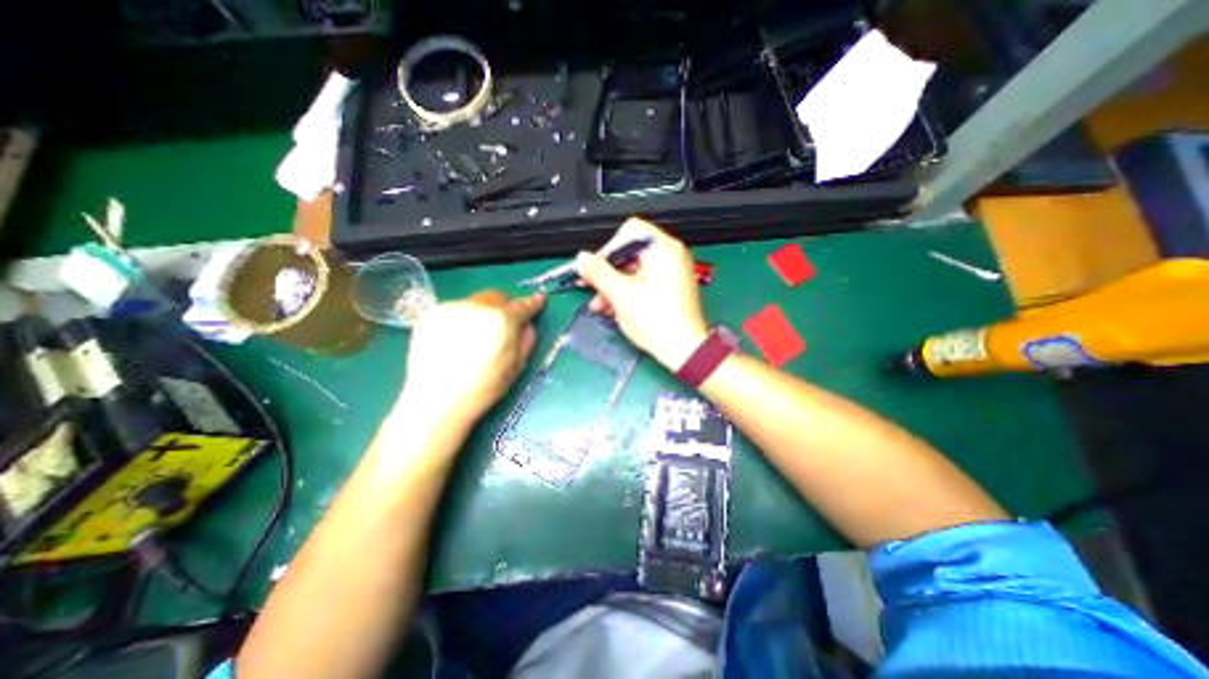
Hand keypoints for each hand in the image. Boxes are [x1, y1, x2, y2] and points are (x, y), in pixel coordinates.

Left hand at [397, 289, 541, 425]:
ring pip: (474, 302)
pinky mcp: (430, 315)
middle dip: (504, 306)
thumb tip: (527, 326)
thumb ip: (526, 340)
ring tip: (476, 337)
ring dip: (482, 313)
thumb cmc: (483, 388)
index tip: (538, 300)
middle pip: (496, 297)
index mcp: (502, 320)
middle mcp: (476, 306)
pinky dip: (461, 320)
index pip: (522, 306)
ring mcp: (450, 308)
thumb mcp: (516, 367)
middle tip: (504, 325)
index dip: (532, 303)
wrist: (436, 401)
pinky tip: (457, 340)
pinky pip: (454, 311)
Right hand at [574, 219, 709, 369]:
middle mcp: (671, 255)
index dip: (608, 249)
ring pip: (635, 270)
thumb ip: (598, 273)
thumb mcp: (621, 295)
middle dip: (607, 273)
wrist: (685, 351)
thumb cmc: (656, 321)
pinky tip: (614, 309)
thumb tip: (581, 258)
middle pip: (630, 253)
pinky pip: (644, 282)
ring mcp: (673, 272)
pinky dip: (628, 292)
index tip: (595, 269)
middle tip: (592, 289)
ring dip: (614, 286)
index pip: (629, 232)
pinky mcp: (671, 288)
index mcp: (663, 249)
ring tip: (600, 306)